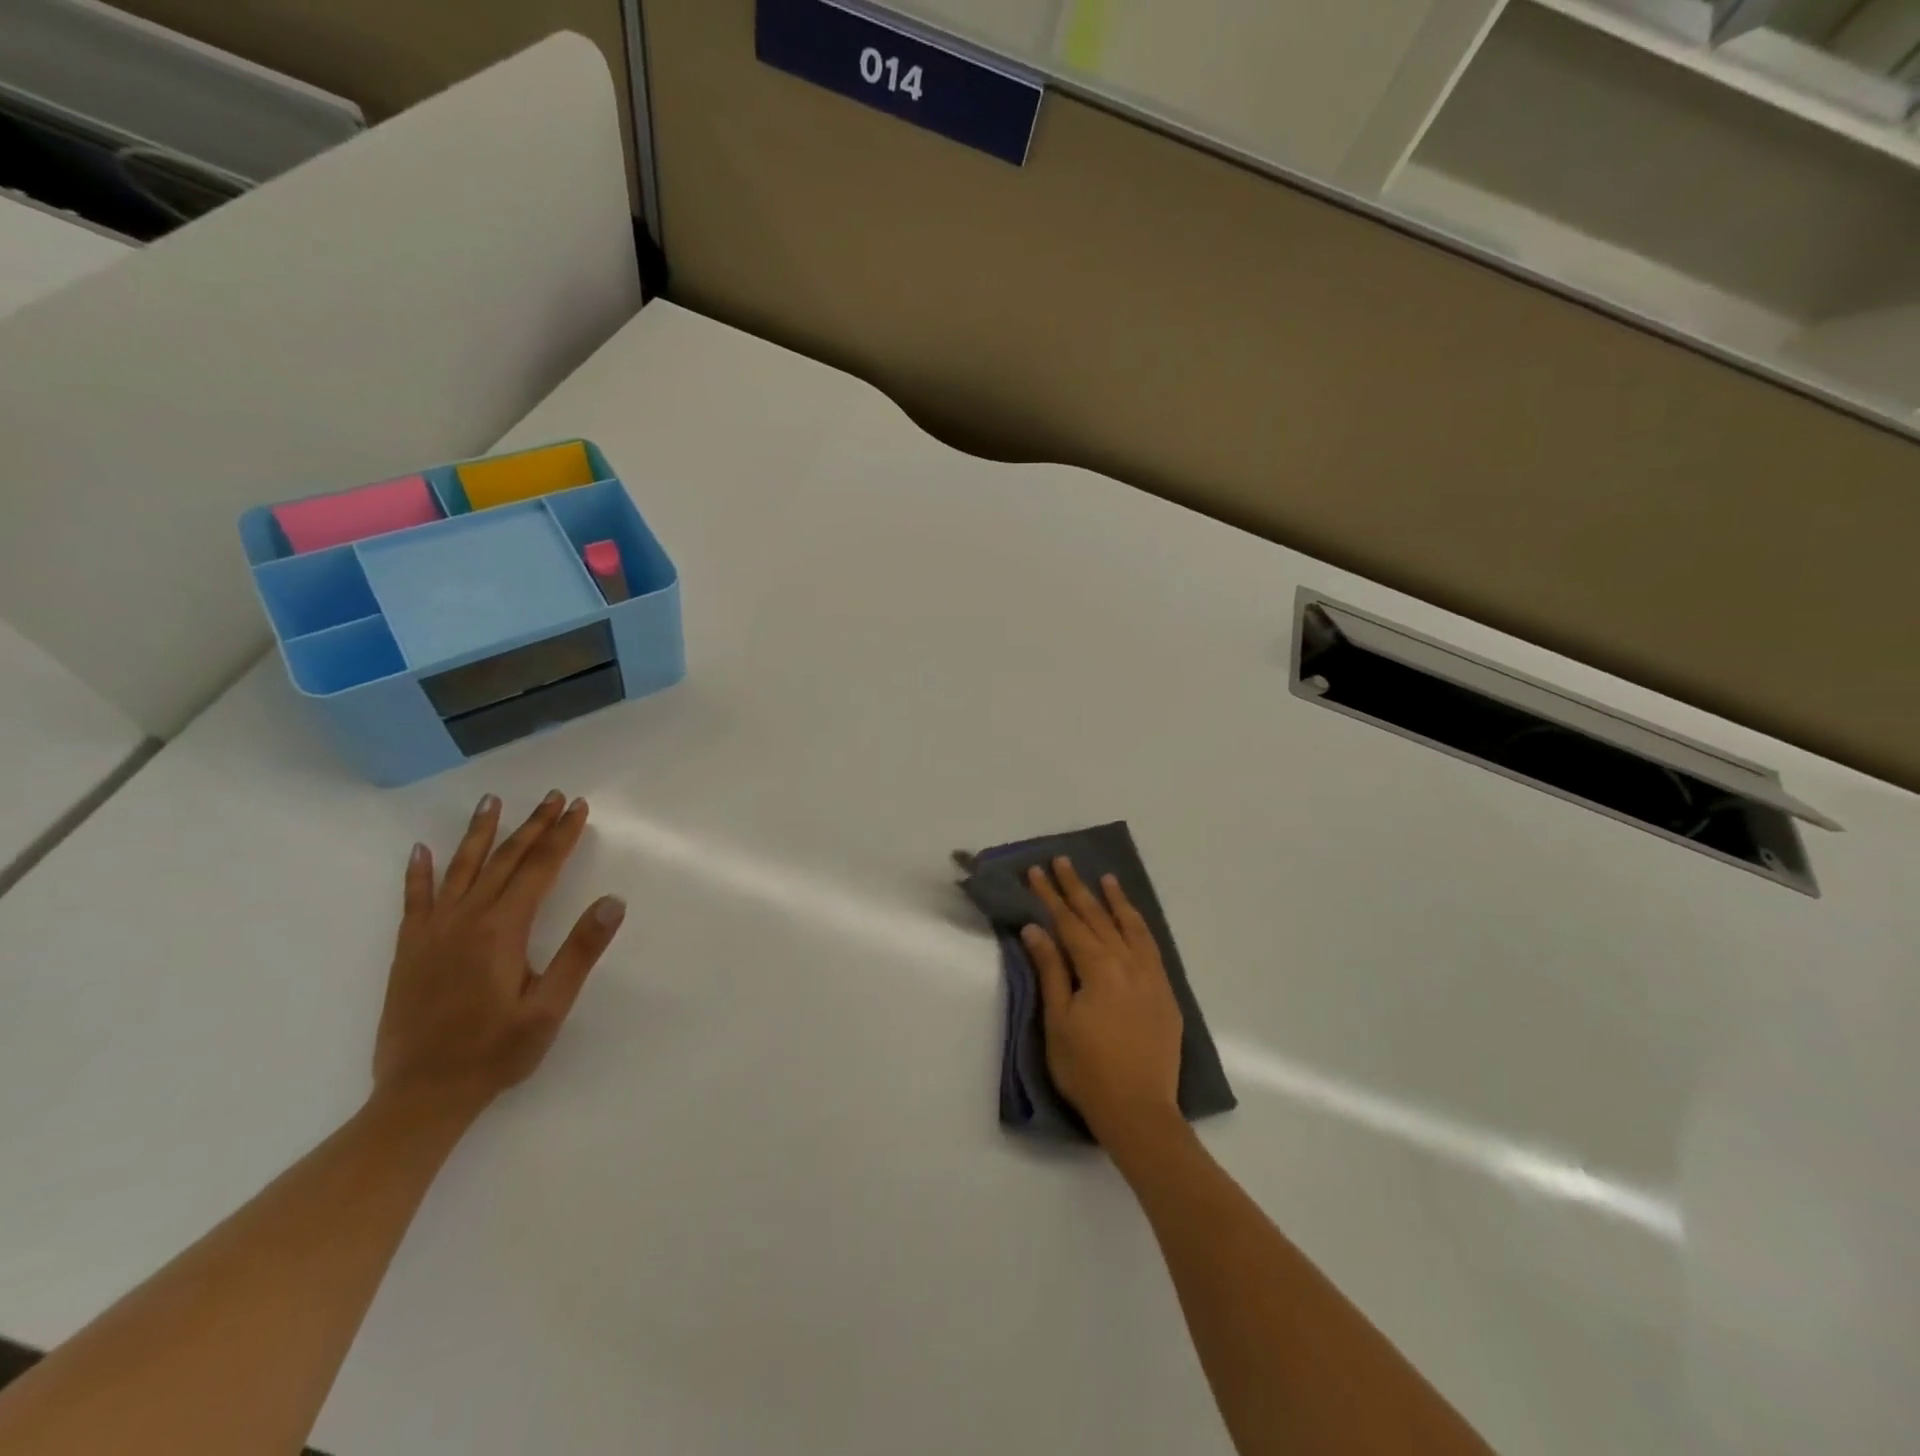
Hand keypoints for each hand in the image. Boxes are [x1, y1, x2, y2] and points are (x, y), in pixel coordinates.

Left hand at [373, 791, 625, 1118]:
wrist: (420, 1096)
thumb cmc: (495, 1053)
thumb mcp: (549, 1009)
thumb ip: (580, 952)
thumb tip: (613, 901)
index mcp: (502, 930)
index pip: (539, 869)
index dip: (561, 836)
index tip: (577, 808)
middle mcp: (465, 920)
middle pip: (505, 860)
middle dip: (533, 826)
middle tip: (553, 796)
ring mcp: (432, 933)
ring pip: (461, 870)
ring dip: (480, 833)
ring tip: (492, 801)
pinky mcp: (410, 950)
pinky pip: (414, 901)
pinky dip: (418, 873)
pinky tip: (420, 851)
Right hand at [1021, 857, 1183, 1148]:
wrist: (1139, 1111)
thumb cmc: (1087, 1069)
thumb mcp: (1058, 1021)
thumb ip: (1050, 970)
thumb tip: (1035, 929)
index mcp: (1098, 968)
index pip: (1069, 923)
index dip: (1051, 896)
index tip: (1037, 872)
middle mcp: (1128, 963)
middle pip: (1098, 917)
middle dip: (1078, 888)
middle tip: (1063, 861)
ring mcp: (1151, 977)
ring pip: (1132, 927)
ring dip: (1116, 901)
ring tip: (1106, 879)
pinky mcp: (1165, 993)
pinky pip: (1152, 947)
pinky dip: (1140, 926)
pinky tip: (1133, 920)